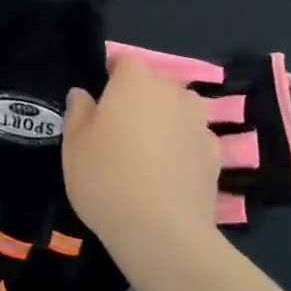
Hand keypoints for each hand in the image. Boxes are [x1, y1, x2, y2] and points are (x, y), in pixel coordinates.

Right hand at [64, 56, 221, 262]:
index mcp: (136, 82)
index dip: (111, 74)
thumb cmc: (106, 178)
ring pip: (178, 110)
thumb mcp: (74, 144)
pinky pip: (193, 139)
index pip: (125, 60)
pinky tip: (168, 174)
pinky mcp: (216, 154)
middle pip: (154, 84)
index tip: (99, 98)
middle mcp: (173, 93)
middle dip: (139, 98)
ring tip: (146, 152)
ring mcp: (199, 123)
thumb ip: (78, 111)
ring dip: (165, 121)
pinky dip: (182, 148)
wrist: (161, 230)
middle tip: (118, 130)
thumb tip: (83, 94)